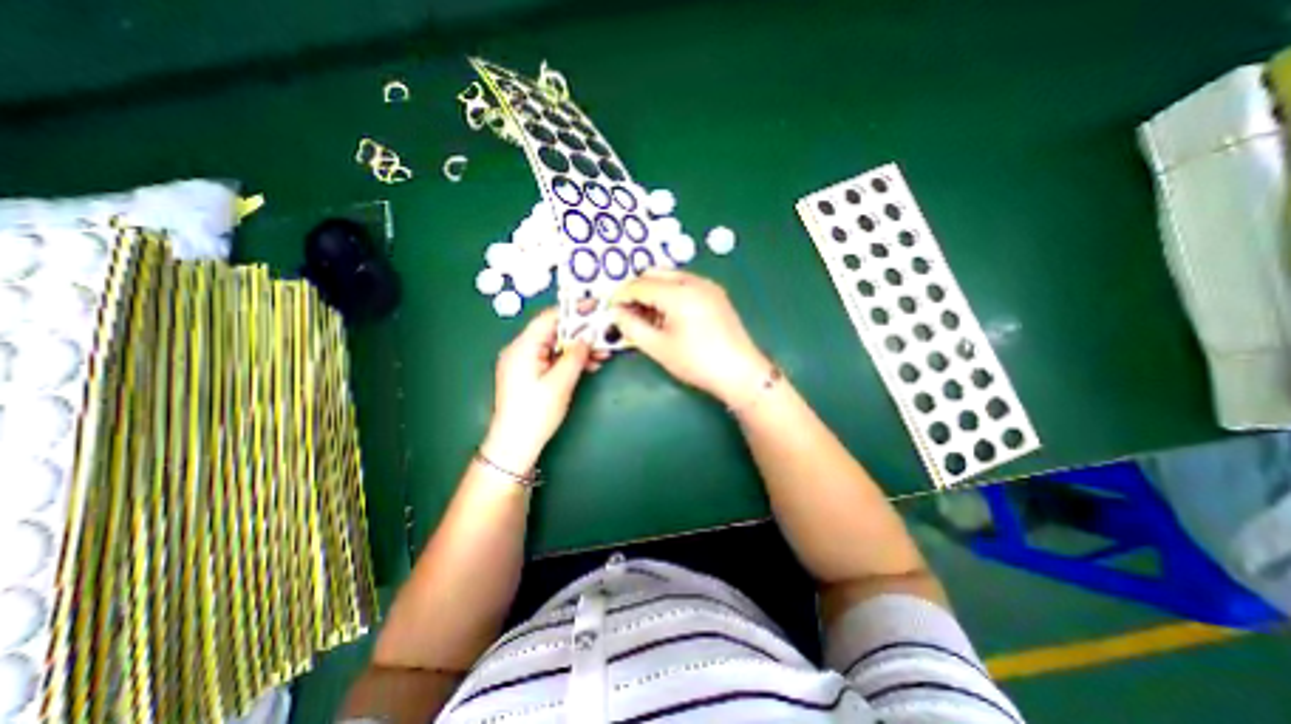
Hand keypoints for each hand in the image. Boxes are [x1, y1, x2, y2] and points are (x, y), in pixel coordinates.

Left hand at [485, 307, 606, 470]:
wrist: (515, 445)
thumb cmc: (536, 413)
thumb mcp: (560, 383)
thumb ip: (575, 356)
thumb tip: (587, 336)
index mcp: (523, 347)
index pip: (549, 318)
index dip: (573, 311)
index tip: (596, 307)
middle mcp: (521, 350)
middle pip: (554, 332)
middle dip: (580, 333)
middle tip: (604, 333)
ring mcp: (524, 362)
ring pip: (556, 346)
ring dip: (578, 349)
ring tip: (603, 353)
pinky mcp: (530, 374)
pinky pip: (552, 359)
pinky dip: (570, 360)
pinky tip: (589, 364)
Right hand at [612, 269, 768, 407]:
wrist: (740, 372)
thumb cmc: (697, 362)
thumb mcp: (659, 347)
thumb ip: (632, 327)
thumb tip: (616, 313)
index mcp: (679, 293)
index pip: (640, 284)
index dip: (621, 295)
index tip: (610, 308)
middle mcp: (694, 281)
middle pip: (655, 273)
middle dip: (637, 289)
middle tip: (628, 312)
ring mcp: (708, 286)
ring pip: (671, 277)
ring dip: (654, 290)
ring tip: (648, 316)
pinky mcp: (716, 295)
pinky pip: (685, 284)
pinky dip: (670, 294)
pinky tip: (668, 315)